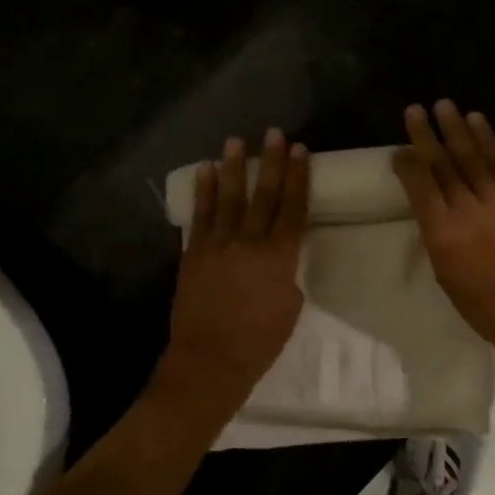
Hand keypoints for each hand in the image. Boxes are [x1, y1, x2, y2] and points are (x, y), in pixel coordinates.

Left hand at [161, 130, 310, 407]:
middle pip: (264, 195)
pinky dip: (204, 191)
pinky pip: (200, 215)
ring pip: (229, 198)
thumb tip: (276, 258)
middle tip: (274, 134)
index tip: (300, 151)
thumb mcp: (289, 307)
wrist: (210, 360)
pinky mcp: (194, 253)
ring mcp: (218, 245)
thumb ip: (286, 274)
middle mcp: (249, 242)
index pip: (293, 208)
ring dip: (234, 167)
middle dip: (271, 162)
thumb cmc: (259, 342)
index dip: (298, 178)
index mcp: (280, 257)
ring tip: (236, 141)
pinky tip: (206, 171)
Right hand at [393, 101, 494, 373]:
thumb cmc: (484, 307)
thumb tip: (433, 208)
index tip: (398, 149)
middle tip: (415, 109)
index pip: (420, 187)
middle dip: (427, 135)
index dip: (407, 164)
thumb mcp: (446, 275)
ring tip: (445, 105)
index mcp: (442, 234)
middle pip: (443, 165)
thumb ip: (437, 236)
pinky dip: (489, 141)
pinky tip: (478, 123)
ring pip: (473, 157)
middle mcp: (467, 210)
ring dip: (457, 129)